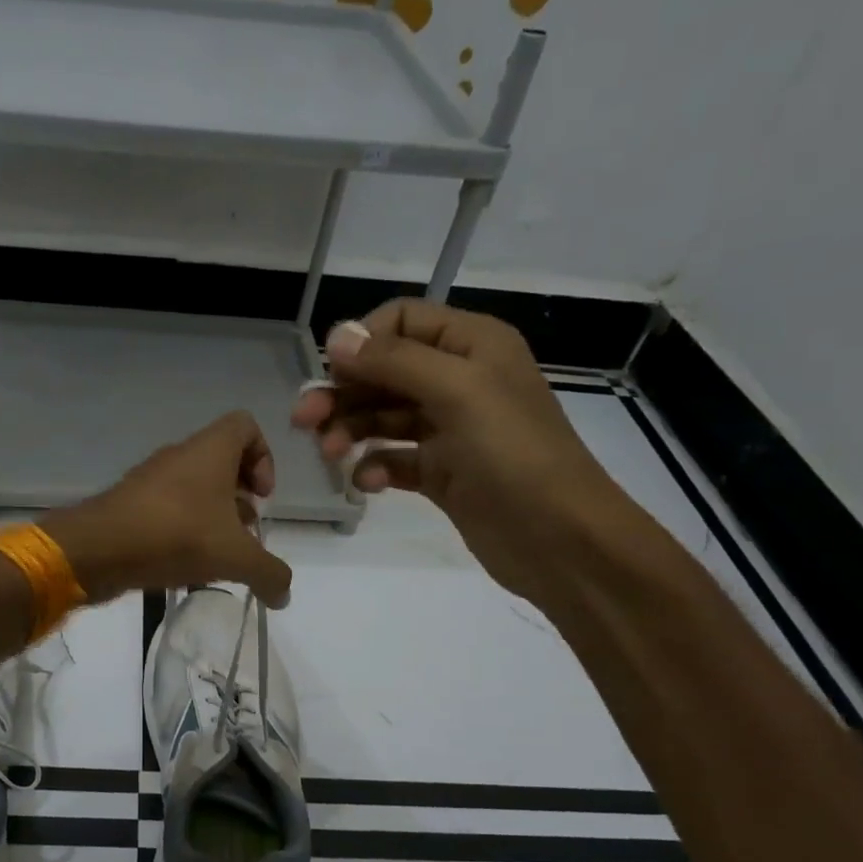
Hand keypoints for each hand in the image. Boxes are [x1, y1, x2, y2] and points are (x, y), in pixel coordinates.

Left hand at [43, 411, 294, 607]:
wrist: (98, 549)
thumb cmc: (176, 535)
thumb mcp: (235, 557)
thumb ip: (269, 573)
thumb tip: (284, 594)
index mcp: (210, 450)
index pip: (245, 426)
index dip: (263, 457)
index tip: (261, 497)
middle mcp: (180, 455)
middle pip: (222, 461)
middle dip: (240, 496)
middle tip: (244, 532)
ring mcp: (151, 479)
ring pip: (194, 487)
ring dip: (213, 516)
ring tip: (218, 555)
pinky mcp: (131, 504)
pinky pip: (169, 508)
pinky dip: (184, 530)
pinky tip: (186, 564)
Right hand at [291, 299, 636, 605]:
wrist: (558, 539)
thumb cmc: (512, 454)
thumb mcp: (457, 392)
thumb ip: (394, 361)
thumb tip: (336, 336)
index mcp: (473, 345)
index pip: (402, 322)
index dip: (362, 342)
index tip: (330, 373)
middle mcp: (460, 380)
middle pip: (385, 372)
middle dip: (344, 392)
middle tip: (304, 420)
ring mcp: (450, 429)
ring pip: (383, 416)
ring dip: (351, 429)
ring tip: (328, 453)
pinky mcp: (442, 472)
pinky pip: (394, 458)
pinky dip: (374, 466)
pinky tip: (365, 482)